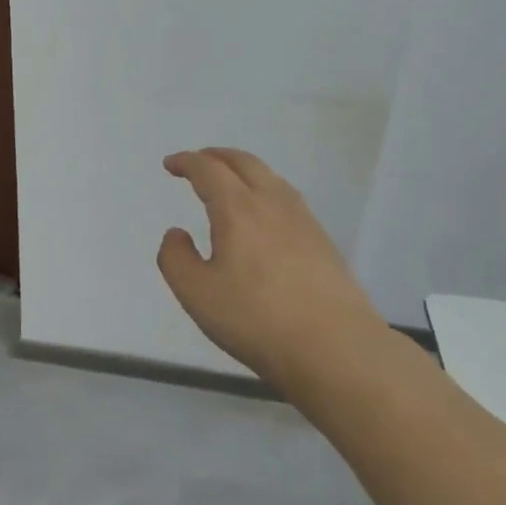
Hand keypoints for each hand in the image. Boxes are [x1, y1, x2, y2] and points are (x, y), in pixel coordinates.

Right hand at [157, 147, 387, 393]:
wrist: (335, 348)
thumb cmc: (256, 319)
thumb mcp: (196, 293)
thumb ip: (175, 258)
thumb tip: (177, 234)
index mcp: (237, 209)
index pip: (208, 170)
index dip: (186, 162)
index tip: (170, 165)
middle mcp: (272, 204)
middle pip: (244, 163)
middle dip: (216, 156)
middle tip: (197, 162)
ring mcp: (303, 221)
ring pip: (270, 178)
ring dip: (243, 170)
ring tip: (229, 182)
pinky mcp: (322, 242)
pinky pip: (287, 198)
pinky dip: (265, 190)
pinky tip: (263, 214)